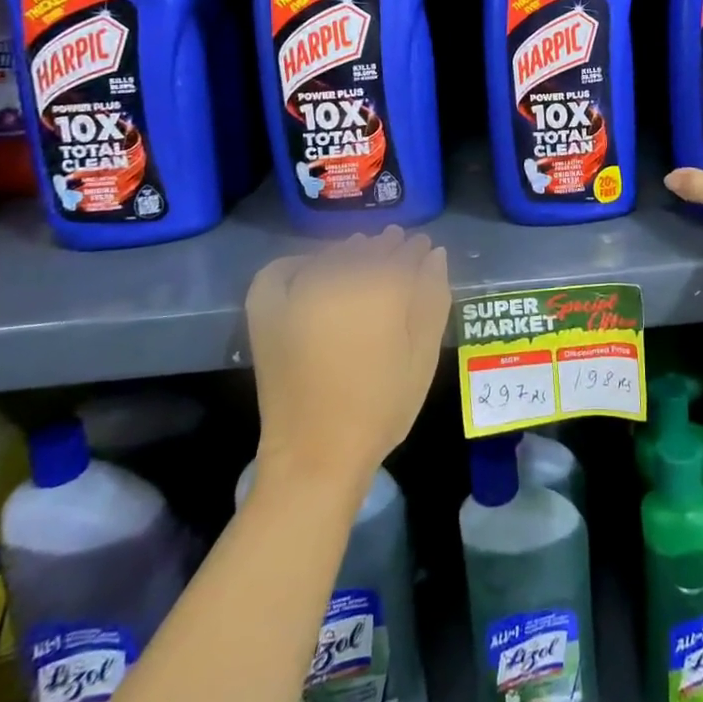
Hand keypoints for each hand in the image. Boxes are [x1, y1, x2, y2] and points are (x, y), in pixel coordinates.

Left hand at [246, 227, 450, 489]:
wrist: (316, 455)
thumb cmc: (381, 407)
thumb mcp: (423, 355)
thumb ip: (432, 298)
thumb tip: (434, 255)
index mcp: (380, 289)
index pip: (403, 253)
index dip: (416, 249)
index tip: (423, 248)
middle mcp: (337, 279)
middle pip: (367, 249)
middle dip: (386, 246)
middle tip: (397, 248)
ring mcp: (298, 293)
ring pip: (330, 255)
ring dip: (350, 251)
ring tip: (363, 257)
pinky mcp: (268, 313)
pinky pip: (280, 271)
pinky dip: (297, 262)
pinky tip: (312, 267)